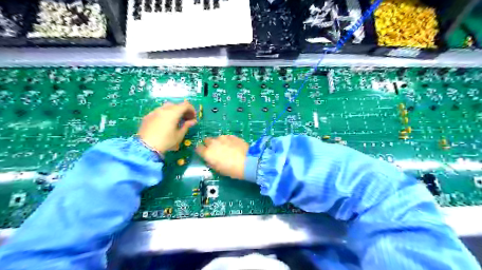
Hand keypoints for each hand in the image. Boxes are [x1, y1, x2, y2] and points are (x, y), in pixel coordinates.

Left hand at [136, 100, 195, 153]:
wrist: (145, 147)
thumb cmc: (166, 142)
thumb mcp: (179, 135)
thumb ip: (186, 126)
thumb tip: (193, 121)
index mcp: (173, 113)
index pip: (185, 105)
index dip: (191, 110)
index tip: (193, 118)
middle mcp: (163, 109)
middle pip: (176, 105)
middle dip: (183, 111)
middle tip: (186, 119)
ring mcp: (154, 112)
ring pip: (167, 107)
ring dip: (174, 112)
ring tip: (176, 121)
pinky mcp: (147, 116)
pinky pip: (159, 112)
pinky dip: (165, 115)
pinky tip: (165, 124)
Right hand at [196, 135, 247, 178]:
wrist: (248, 161)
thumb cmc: (232, 169)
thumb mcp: (219, 170)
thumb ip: (211, 163)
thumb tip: (210, 160)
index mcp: (207, 153)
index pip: (198, 148)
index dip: (201, 150)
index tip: (204, 153)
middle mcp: (213, 143)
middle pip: (206, 140)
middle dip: (209, 144)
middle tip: (215, 151)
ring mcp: (223, 138)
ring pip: (217, 138)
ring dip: (218, 142)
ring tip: (226, 148)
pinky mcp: (231, 136)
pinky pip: (226, 137)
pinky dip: (227, 141)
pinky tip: (233, 146)